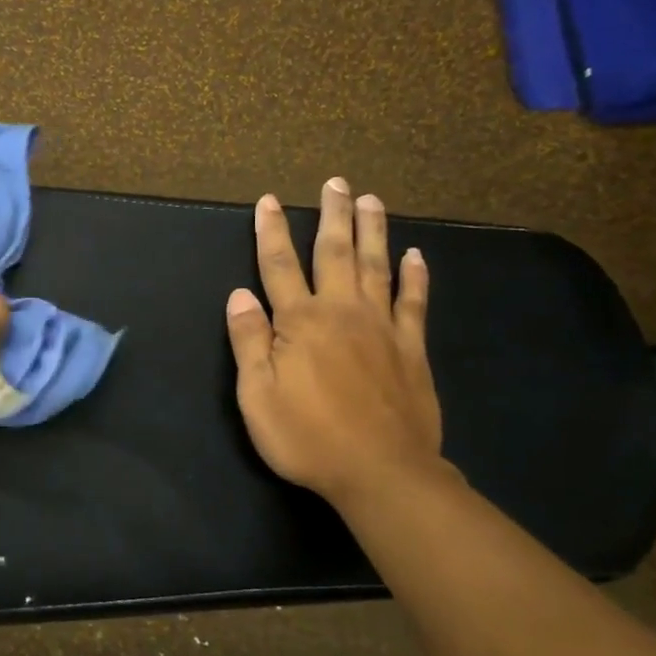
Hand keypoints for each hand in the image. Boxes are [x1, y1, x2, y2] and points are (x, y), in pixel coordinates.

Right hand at [226, 178, 442, 504]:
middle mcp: (342, 312)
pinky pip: (414, 303)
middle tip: (336, 182)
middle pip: (335, 253)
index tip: (269, 201)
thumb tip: (239, 295)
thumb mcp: (257, 395)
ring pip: (377, 267)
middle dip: (332, 216)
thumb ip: (249, 341)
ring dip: (373, 231)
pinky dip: (416, 277)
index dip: (272, 232)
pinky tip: (416, 256)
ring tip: (371, 200)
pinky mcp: (412, 349)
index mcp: (300, 322)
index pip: (280, 265)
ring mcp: (382, 328)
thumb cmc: (308, 436)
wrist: (382, 473)